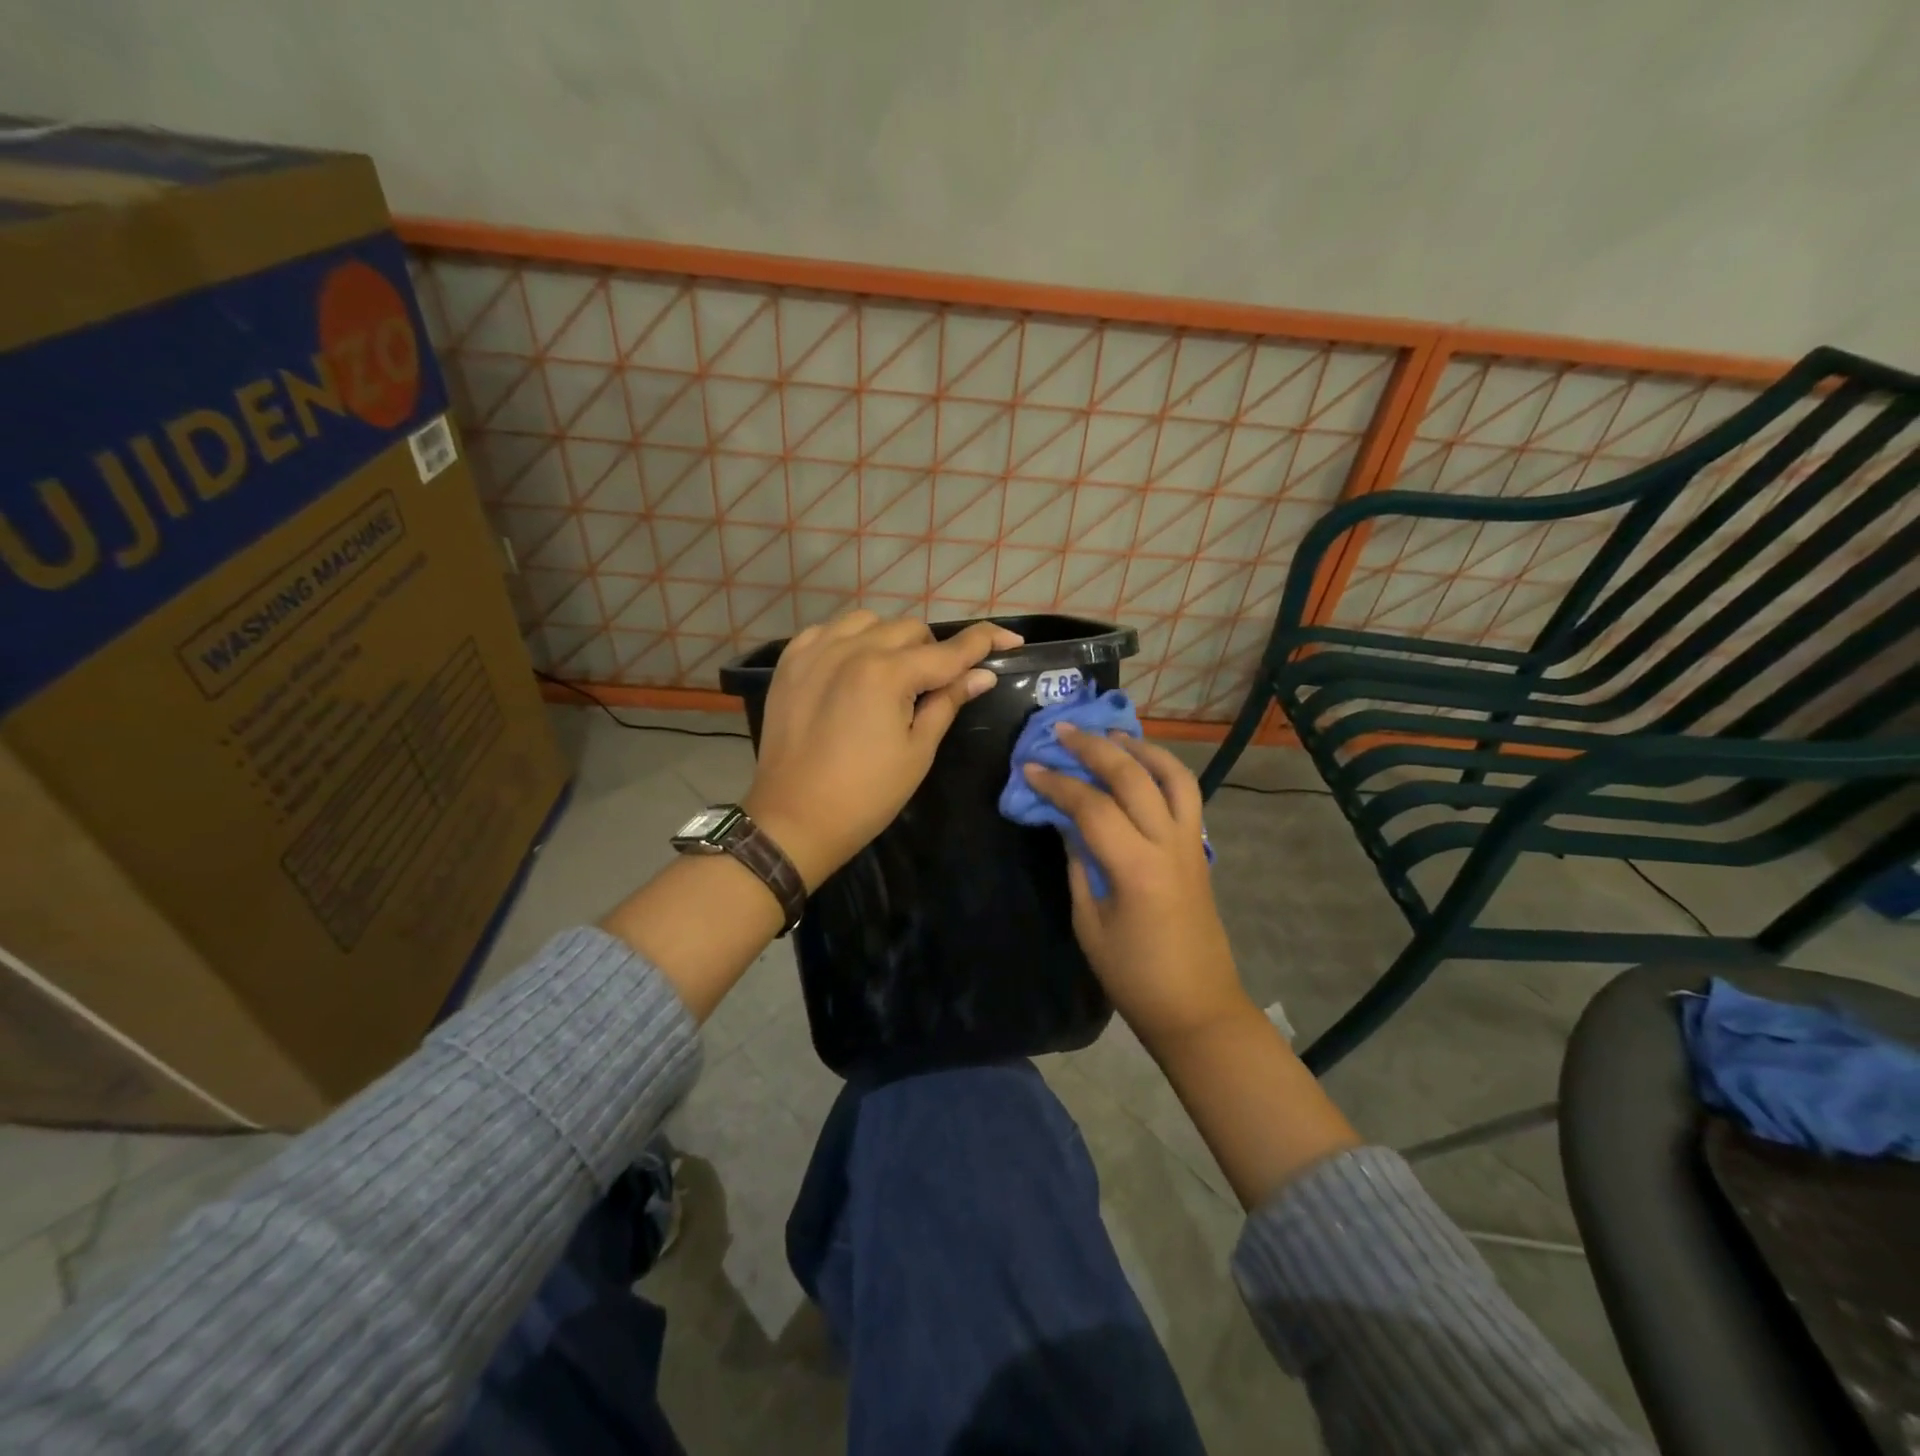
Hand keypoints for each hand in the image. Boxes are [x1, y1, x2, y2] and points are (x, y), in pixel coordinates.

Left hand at [745, 611, 1022, 889]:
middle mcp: (852, 649)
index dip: (986, 642)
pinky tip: (853, 666)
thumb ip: (947, 702)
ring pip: (870, 622)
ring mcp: (816, 651)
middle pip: (910, 629)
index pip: (949, 649)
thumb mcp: (917, 751)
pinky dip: (850, 640)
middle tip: (935, 685)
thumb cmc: (866, 795)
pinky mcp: (791, 663)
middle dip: (934, 651)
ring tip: (892, 674)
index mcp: (888, 673)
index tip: (1011, 640)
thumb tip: (982, 675)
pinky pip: (829, 630)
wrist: (794, 819)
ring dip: (891, 640)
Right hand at [1024, 727, 1252, 1052]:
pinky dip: (1163, 769)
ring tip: (1110, 733)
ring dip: (1140, 747)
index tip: (1029, 767)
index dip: (1057, 782)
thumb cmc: (1134, 976)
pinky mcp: (1198, 849)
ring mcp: (1190, 843)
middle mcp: (1168, 843)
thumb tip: (1065, 822)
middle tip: (1062, 731)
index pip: (1092, 805)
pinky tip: (1140, 766)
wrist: (1197, 1007)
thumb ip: (1079, 864)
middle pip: (1132, 776)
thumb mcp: (1090, 922)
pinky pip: (1186, 795)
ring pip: (1172, 775)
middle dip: (1094, 747)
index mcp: (1135, 867)